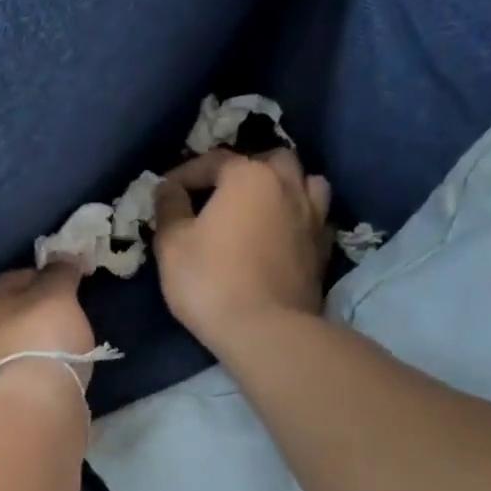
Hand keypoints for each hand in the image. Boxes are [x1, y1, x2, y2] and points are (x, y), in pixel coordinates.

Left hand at [0, 264, 95, 403]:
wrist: (33, 404)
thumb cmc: (36, 336)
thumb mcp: (56, 294)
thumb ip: (59, 272)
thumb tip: (64, 257)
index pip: (3, 285)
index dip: (37, 283)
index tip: (62, 291)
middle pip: (0, 319)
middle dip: (25, 317)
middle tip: (59, 320)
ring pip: (2, 350)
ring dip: (23, 346)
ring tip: (55, 349)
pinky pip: (10, 376)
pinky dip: (25, 371)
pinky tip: (45, 373)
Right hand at [152, 147, 332, 348]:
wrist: (265, 330)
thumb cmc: (210, 280)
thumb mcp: (172, 243)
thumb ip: (169, 208)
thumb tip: (169, 189)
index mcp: (248, 177)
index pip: (213, 161)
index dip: (185, 174)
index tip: (166, 192)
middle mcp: (288, 186)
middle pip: (270, 161)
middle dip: (244, 169)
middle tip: (220, 193)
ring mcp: (313, 217)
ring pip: (305, 182)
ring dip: (283, 186)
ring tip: (262, 206)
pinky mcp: (323, 249)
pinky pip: (314, 217)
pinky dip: (298, 217)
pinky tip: (282, 234)